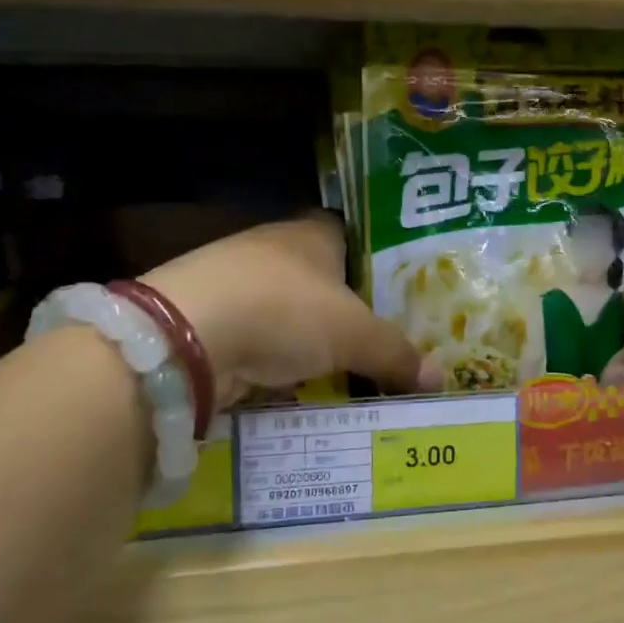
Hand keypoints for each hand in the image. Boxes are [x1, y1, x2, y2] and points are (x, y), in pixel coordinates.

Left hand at [145, 212, 419, 408]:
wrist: (183, 336)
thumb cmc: (284, 311)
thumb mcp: (354, 334)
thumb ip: (396, 354)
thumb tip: (441, 379)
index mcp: (312, 233)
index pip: (353, 237)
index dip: (376, 263)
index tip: (398, 295)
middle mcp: (272, 249)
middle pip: (321, 279)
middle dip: (345, 312)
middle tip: (381, 344)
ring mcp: (235, 283)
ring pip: (288, 314)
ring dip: (309, 342)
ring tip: (346, 373)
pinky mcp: (208, 320)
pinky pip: (258, 342)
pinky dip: (276, 364)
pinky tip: (295, 389)